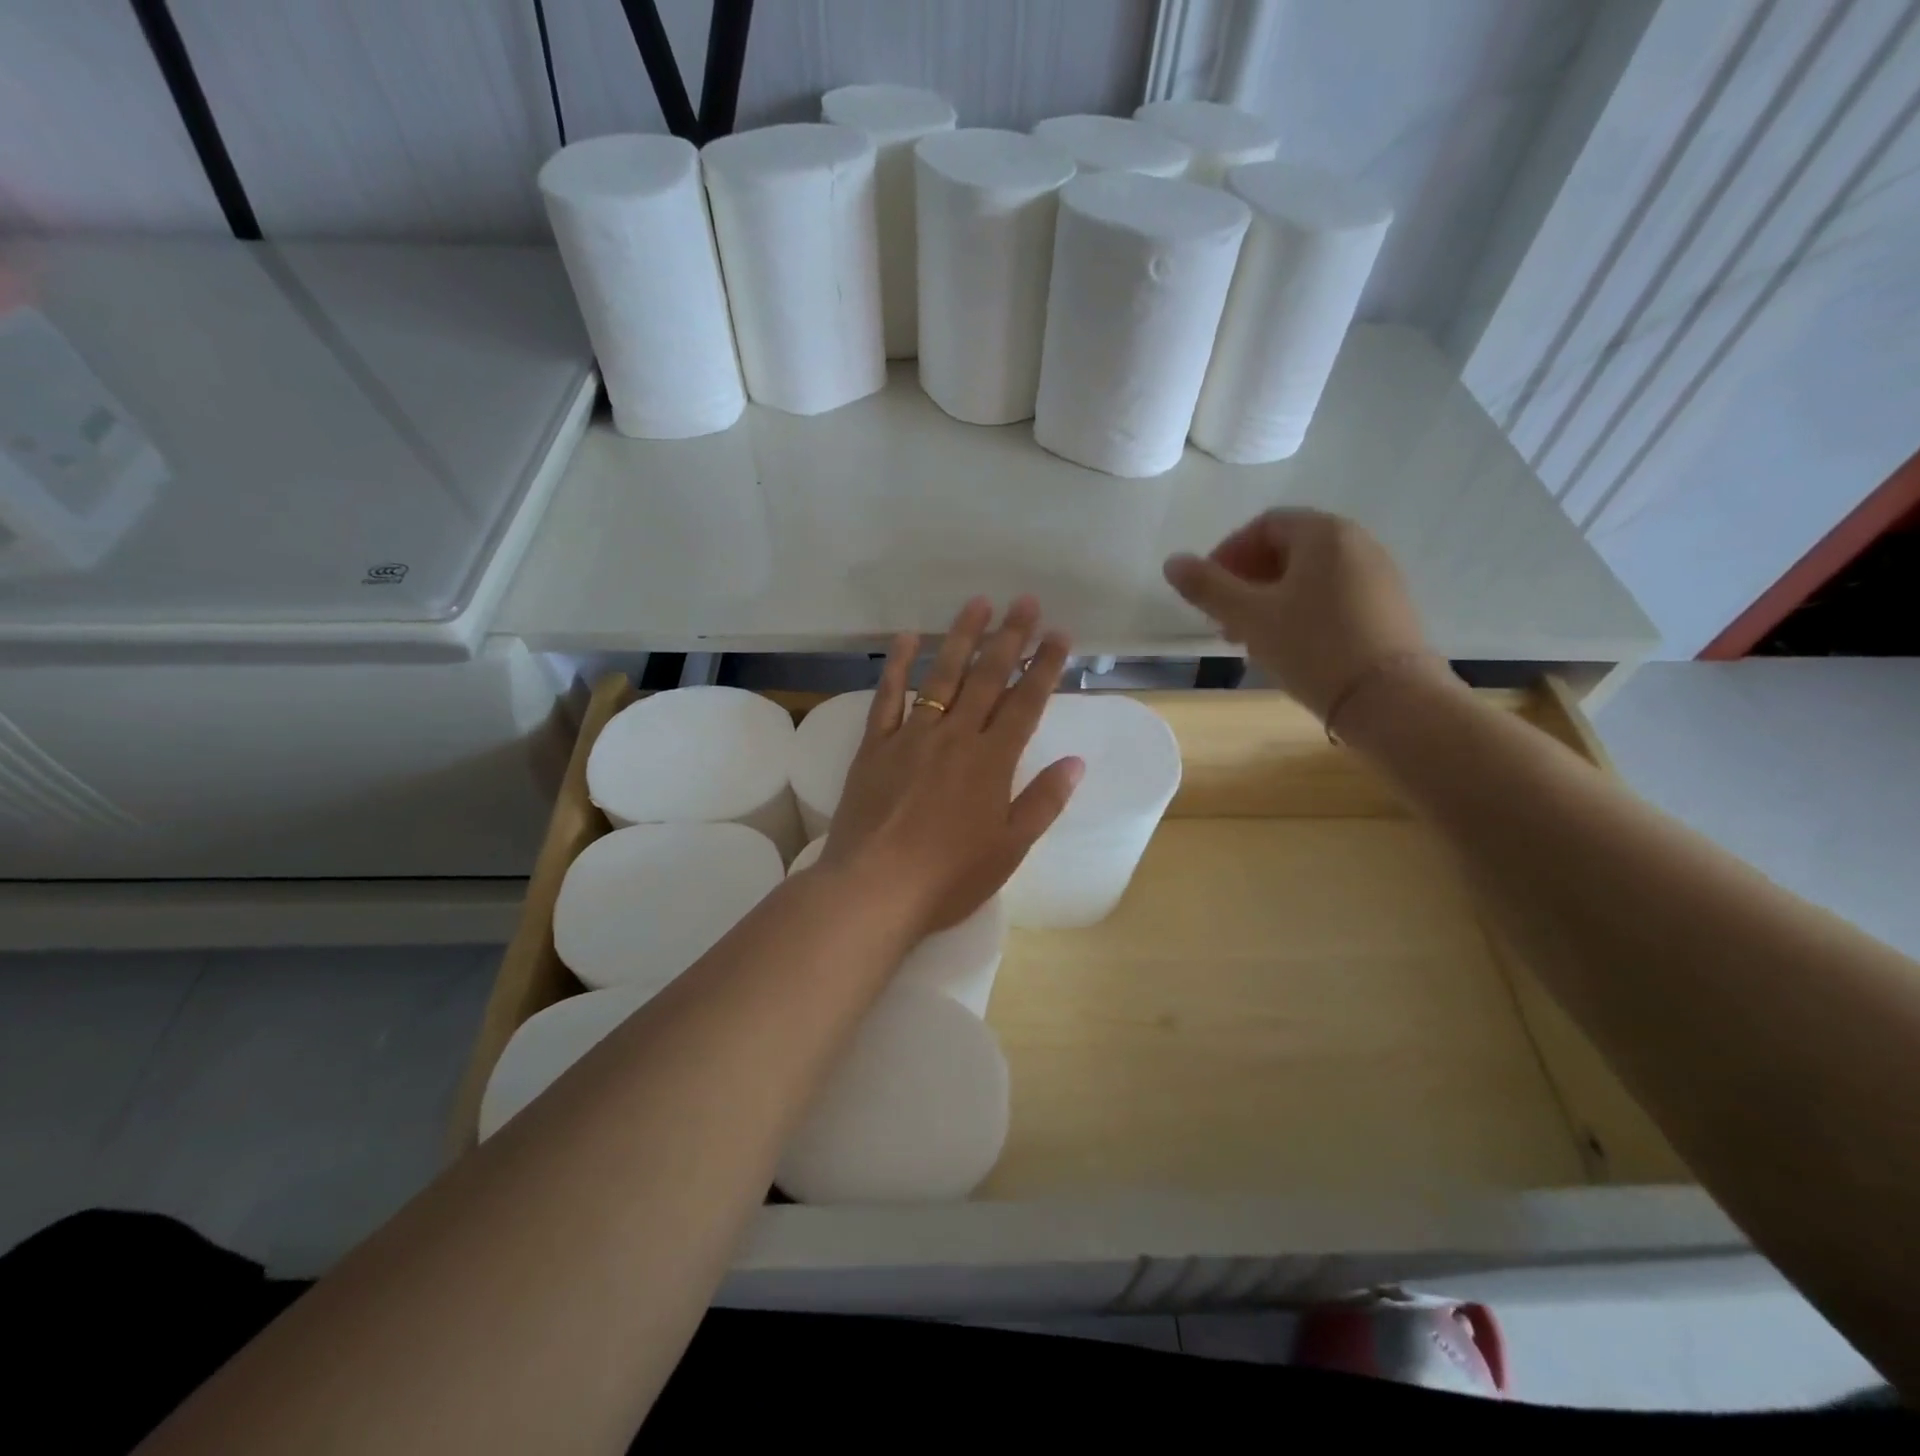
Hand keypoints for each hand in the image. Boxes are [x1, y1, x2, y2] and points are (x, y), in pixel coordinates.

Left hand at [816, 596, 1083, 936]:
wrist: (874, 889)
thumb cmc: (949, 877)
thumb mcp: (1009, 848)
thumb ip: (1043, 801)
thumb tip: (1075, 762)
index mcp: (992, 761)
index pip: (1025, 703)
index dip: (1045, 666)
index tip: (1059, 634)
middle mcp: (955, 737)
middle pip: (987, 677)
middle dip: (1010, 637)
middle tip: (1025, 601)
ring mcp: (912, 736)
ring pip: (942, 677)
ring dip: (961, 637)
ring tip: (977, 603)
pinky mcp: (875, 746)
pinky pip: (888, 697)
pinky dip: (898, 665)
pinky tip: (907, 638)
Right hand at [1163, 509, 1440, 722]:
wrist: (1389, 699)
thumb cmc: (1313, 648)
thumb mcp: (1249, 617)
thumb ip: (1207, 587)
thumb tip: (1172, 562)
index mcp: (1323, 533)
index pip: (1263, 526)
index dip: (1227, 555)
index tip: (1207, 594)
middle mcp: (1356, 542)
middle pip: (1287, 549)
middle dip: (1247, 582)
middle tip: (1225, 621)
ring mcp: (1377, 574)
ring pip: (1308, 576)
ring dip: (1270, 600)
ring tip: (1252, 639)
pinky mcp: (1387, 606)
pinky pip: (1332, 595)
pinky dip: (1301, 611)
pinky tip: (1289, 647)